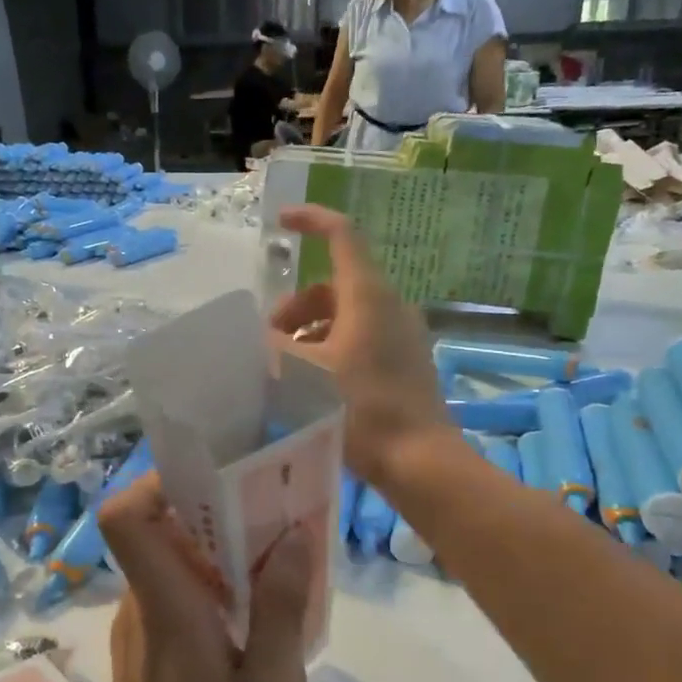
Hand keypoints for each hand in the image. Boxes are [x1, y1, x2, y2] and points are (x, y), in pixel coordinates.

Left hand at [85, 474, 312, 681]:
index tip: (215, 478)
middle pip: (158, 529)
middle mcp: (141, 605)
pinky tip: (255, 613)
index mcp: (166, 606)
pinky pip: (173, 593)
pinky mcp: (146, 651)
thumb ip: (283, 608)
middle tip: (272, 511)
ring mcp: (138, 629)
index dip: (158, 482)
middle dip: (212, 510)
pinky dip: (210, 585)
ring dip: (217, 550)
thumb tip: (294, 534)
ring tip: (275, 560)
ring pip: (170, 561)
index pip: (124, 518)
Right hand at [270, 205, 446, 486]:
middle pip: (335, 285)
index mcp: (368, 296)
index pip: (342, 235)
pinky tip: (314, 383)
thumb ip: (275, 349)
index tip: (280, 223)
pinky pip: (362, 338)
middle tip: (269, 339)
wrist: (420, 461)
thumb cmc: (360, 410)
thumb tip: (262, 339)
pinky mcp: (406, 362)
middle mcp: (390, 306)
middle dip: (296, 305)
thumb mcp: (304, 377)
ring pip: (347, 315)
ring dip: (311, 330)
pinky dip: (332, 347)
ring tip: (286, 367)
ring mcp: (402, 335)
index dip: (311, 220)